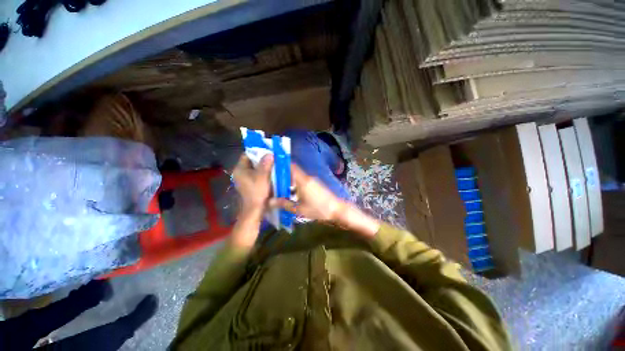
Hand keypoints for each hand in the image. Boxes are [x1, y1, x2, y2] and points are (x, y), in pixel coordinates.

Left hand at [232, 154, 272, 211]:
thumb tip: (269, 153)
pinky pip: (256, 175)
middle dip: (262, 159)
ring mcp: (244, 179)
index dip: (257, 152)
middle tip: (272, 157)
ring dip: (263, 166)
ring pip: (254, 169)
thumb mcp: (262, 176)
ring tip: (273, 164)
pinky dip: (262, 173)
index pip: (247, 155)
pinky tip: (270, 173)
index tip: (267, 151)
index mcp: (240, 169)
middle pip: (251, 162)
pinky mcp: (249, 185)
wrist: (255, 209)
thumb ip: (265, 164)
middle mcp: (240, 173)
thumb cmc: (257, 192)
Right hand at [270, 163, 344, 221]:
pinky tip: (290, 193)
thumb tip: (270, 201)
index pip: (291, 166)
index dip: (282, 164)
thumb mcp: (300, 209)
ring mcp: (312, 180)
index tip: (271, 167)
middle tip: (271, 180)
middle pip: (293, 171)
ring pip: (297, 176)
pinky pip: (302, 181)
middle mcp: (307, 177)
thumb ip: (285, 204)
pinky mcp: (315, 184)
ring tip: (278, 187)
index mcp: (303, 181)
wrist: (337, 209)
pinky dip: (295, 184)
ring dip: (289, 180)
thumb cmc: (319, 209)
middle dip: (283, 174)